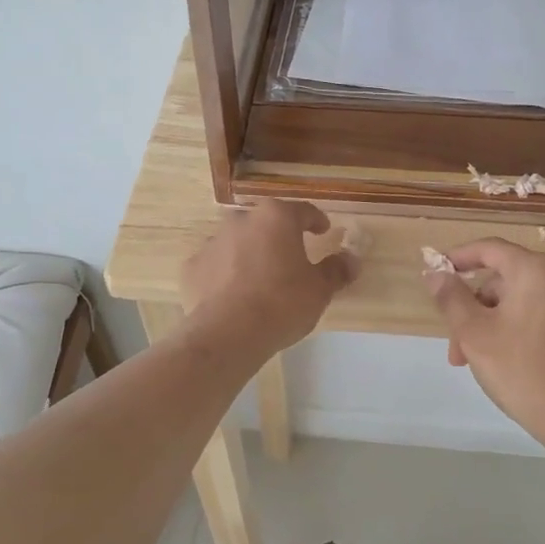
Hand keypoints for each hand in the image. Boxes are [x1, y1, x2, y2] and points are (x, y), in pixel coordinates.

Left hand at [180, 201, 355, 357]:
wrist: (229, 333)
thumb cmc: (282, 303)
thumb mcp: (319, 289)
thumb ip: (336, 270)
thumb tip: (352, 260)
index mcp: (276, 218)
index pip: (302, 210)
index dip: (315, 220)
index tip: (322, 231)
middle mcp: (242, 221)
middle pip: (266, 224)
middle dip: (279, 237)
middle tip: (291, 258)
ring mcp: (213, 242)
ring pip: (238, 242)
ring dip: (250, 254)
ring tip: (261, 279)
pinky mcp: (193, 267)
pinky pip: (216, 266)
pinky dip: (226, 274)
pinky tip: (234, 295)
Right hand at [424, 238, 544, 445]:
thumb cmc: (521, 370)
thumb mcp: (474, 333)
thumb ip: (451, 297)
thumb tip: (436, 273)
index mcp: (537, 270)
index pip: (490, 249)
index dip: (459, 257)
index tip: (438, 273)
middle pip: (508, 281)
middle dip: (476, 309)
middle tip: (458, 347)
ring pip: (528, 302)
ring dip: (499, 324)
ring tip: (483, 362)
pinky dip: (528, 331)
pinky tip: (518, 363)